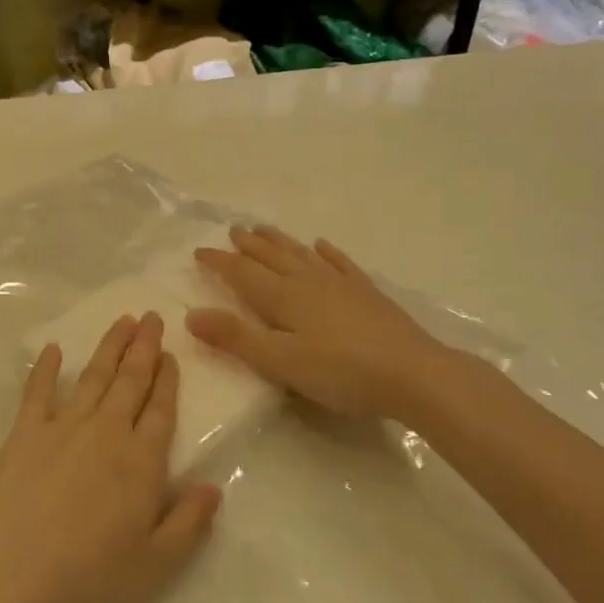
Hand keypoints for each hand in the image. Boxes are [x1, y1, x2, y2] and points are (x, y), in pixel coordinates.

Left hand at [0, 313, 221, 602]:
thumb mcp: (157, 565)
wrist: (13, 582)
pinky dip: (45, 367)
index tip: (171, 354)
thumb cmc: (91, 580)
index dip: (168, 380)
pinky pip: (37, 391)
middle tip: (152, 317)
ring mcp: (63, 429)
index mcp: (141, 462)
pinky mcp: (25, 435)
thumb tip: (214, 487)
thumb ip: (189, 523)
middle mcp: (106, 433)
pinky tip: (52, 349)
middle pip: (130, 382)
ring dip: (109, 347)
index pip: (161, 410)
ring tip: (122, 321)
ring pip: (93, 377)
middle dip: (144, 348)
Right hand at [187, 225, 454, 420]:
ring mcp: (341, 284)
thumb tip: (191, 314)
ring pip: (302, 255)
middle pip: (272, 257)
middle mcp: (309, 281)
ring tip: (264, 229)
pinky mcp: (366, 293)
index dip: (219, 262)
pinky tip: (322, 245)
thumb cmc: (341, 372)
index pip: (243, 273)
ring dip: (280, 241)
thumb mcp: (280, 362)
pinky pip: (340, 264)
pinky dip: (327, 253)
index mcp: (284, 297)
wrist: (413, 373)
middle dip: (249, 245)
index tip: (199, 251)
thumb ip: (236, 338)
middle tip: (233, 230)